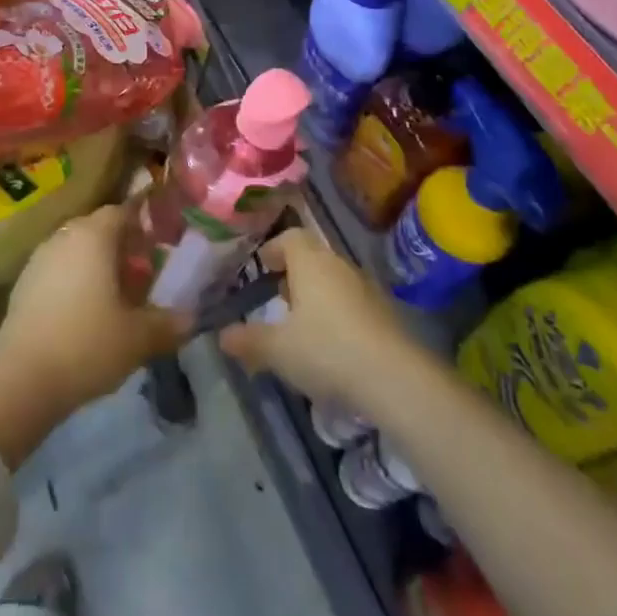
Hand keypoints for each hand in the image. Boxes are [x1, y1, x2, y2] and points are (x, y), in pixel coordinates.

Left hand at [0, 205, 189, 461]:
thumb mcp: (138, 338)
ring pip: (76, 249)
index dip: (143, 225)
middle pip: (98, 229)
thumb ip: (168, 324)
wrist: (21, 376)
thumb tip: (191, 317)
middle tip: (142, 275)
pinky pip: (58, 269)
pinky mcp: (24, 282)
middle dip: (121, 247)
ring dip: (96, 265)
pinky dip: (75, 281)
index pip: (123, 211)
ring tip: (115, 297)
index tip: (159, 246)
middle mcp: (65, 235)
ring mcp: (40, 257)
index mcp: (95, 235)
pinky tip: (85, 313)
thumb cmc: (87, 344)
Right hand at [218, 228, 415, 412]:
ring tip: (301, 324)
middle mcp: (338, 265)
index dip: (273, 248)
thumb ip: (249, 340)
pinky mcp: (384, 313)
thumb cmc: (326, 350)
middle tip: (277, 297)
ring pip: (333, 280)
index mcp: (310, 261)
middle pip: (312, 257)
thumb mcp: (278, 349)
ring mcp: (365, 287)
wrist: (394, 378)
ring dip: (316, 294)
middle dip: (293, 273)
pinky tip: (331, 344)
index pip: (290, 237)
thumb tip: (222, 335)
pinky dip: (337, 313)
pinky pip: (351, 301)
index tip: (261, 266)